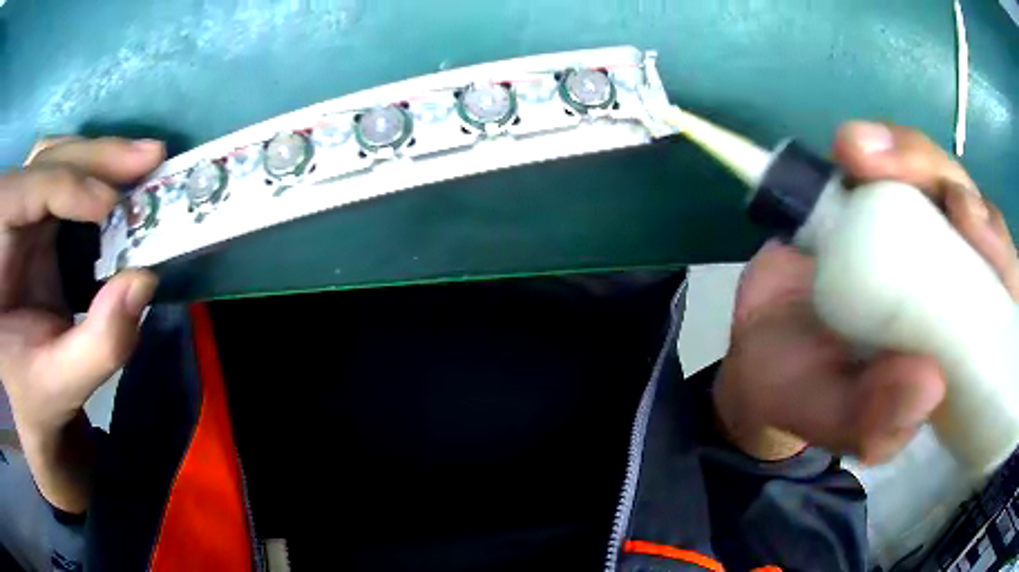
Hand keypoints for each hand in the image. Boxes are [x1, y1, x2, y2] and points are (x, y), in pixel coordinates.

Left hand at [0, 138, 162, 510]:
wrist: (24, 401)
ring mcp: (16, 216)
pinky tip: (117, 181)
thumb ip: (99, 344)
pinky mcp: (30, 219)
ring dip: (96, 157)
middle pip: (43, 162)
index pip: (25, 193)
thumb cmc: (34, 397)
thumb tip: (145, 279)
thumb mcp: (61, 385)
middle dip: (93, 158)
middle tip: (149, 159)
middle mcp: (4, 222)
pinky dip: (90, 172)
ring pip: (52, 158)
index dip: (64, 186)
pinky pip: (58, 175)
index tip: (110, 206)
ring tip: (141, 163)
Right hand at [713, 121, 1018, 463]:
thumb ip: (875, 421)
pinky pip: (892, 164)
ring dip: (909, 155)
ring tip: (856, 153)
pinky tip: (852, 150)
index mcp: (957, 345)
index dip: (998, 252)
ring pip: (937, 178)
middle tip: (902, 176)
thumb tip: (931, 385)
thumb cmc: (801, 393)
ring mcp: (915, 234)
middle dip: (948, 185)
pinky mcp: (876, 202)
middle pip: (975, 217)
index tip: (968, 226)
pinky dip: (880, 147)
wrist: (756, 352)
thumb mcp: (833, 420)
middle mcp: (948, 282)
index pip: (1001, 295)